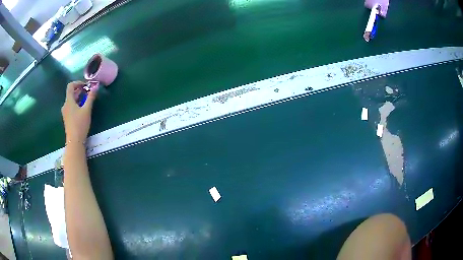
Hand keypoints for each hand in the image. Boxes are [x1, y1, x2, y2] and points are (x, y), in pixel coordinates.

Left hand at [61, 81, 98, 144]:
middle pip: (71, 93)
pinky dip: (77, 104)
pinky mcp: (67, 118)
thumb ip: (91, 97)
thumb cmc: (80, 124)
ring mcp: (65, 112)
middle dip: (80, 90)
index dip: (78, 83)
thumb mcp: (87, 110)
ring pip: (71, 100)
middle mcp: (65, 105)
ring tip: (87, 100)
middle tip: (88, 93)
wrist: (74, 141)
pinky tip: (82, 109)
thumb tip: (96, 86)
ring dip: (79, 97)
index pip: (70, 86)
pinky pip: (71, 107)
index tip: (86, 86)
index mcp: (68, 101)